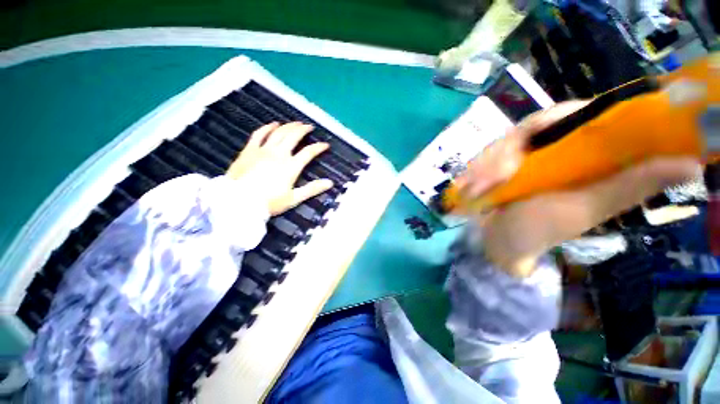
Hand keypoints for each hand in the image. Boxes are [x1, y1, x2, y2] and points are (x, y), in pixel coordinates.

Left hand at [226, 122, 333, 215]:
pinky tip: (273, 124)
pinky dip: (267, 128)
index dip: (318, 147)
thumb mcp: (294, 198)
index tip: (325, 145)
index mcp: (291, 166)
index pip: (308, 152)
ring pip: (278, 132)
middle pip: (293, 137)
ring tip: (296, 123)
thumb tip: (330, 183)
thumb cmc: (269, 203)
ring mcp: (263, 150)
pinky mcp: (249, 150)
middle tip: (309, 127)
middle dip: (303, 130)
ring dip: (288, 126)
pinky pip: (259, 134)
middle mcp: (279, 154)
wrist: (239, 202)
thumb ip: (312, 189)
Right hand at [457, 101, 699, 276]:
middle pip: (529, 127)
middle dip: (506, 152)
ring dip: (484, 167)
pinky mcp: (494, 166)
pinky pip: (482, 158)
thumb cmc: (540, 230)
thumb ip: (630, 185)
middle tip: (495, 180)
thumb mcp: (585, 209)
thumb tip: (692, 161)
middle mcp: (552, 148)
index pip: (578, 114)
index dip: (560, 117)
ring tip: (475, 193)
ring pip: (500, 143)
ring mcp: (519, 157)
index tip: (545, 131)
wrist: (497, 241)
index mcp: (581, 153)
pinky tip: (467, 189)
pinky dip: (473, 172)